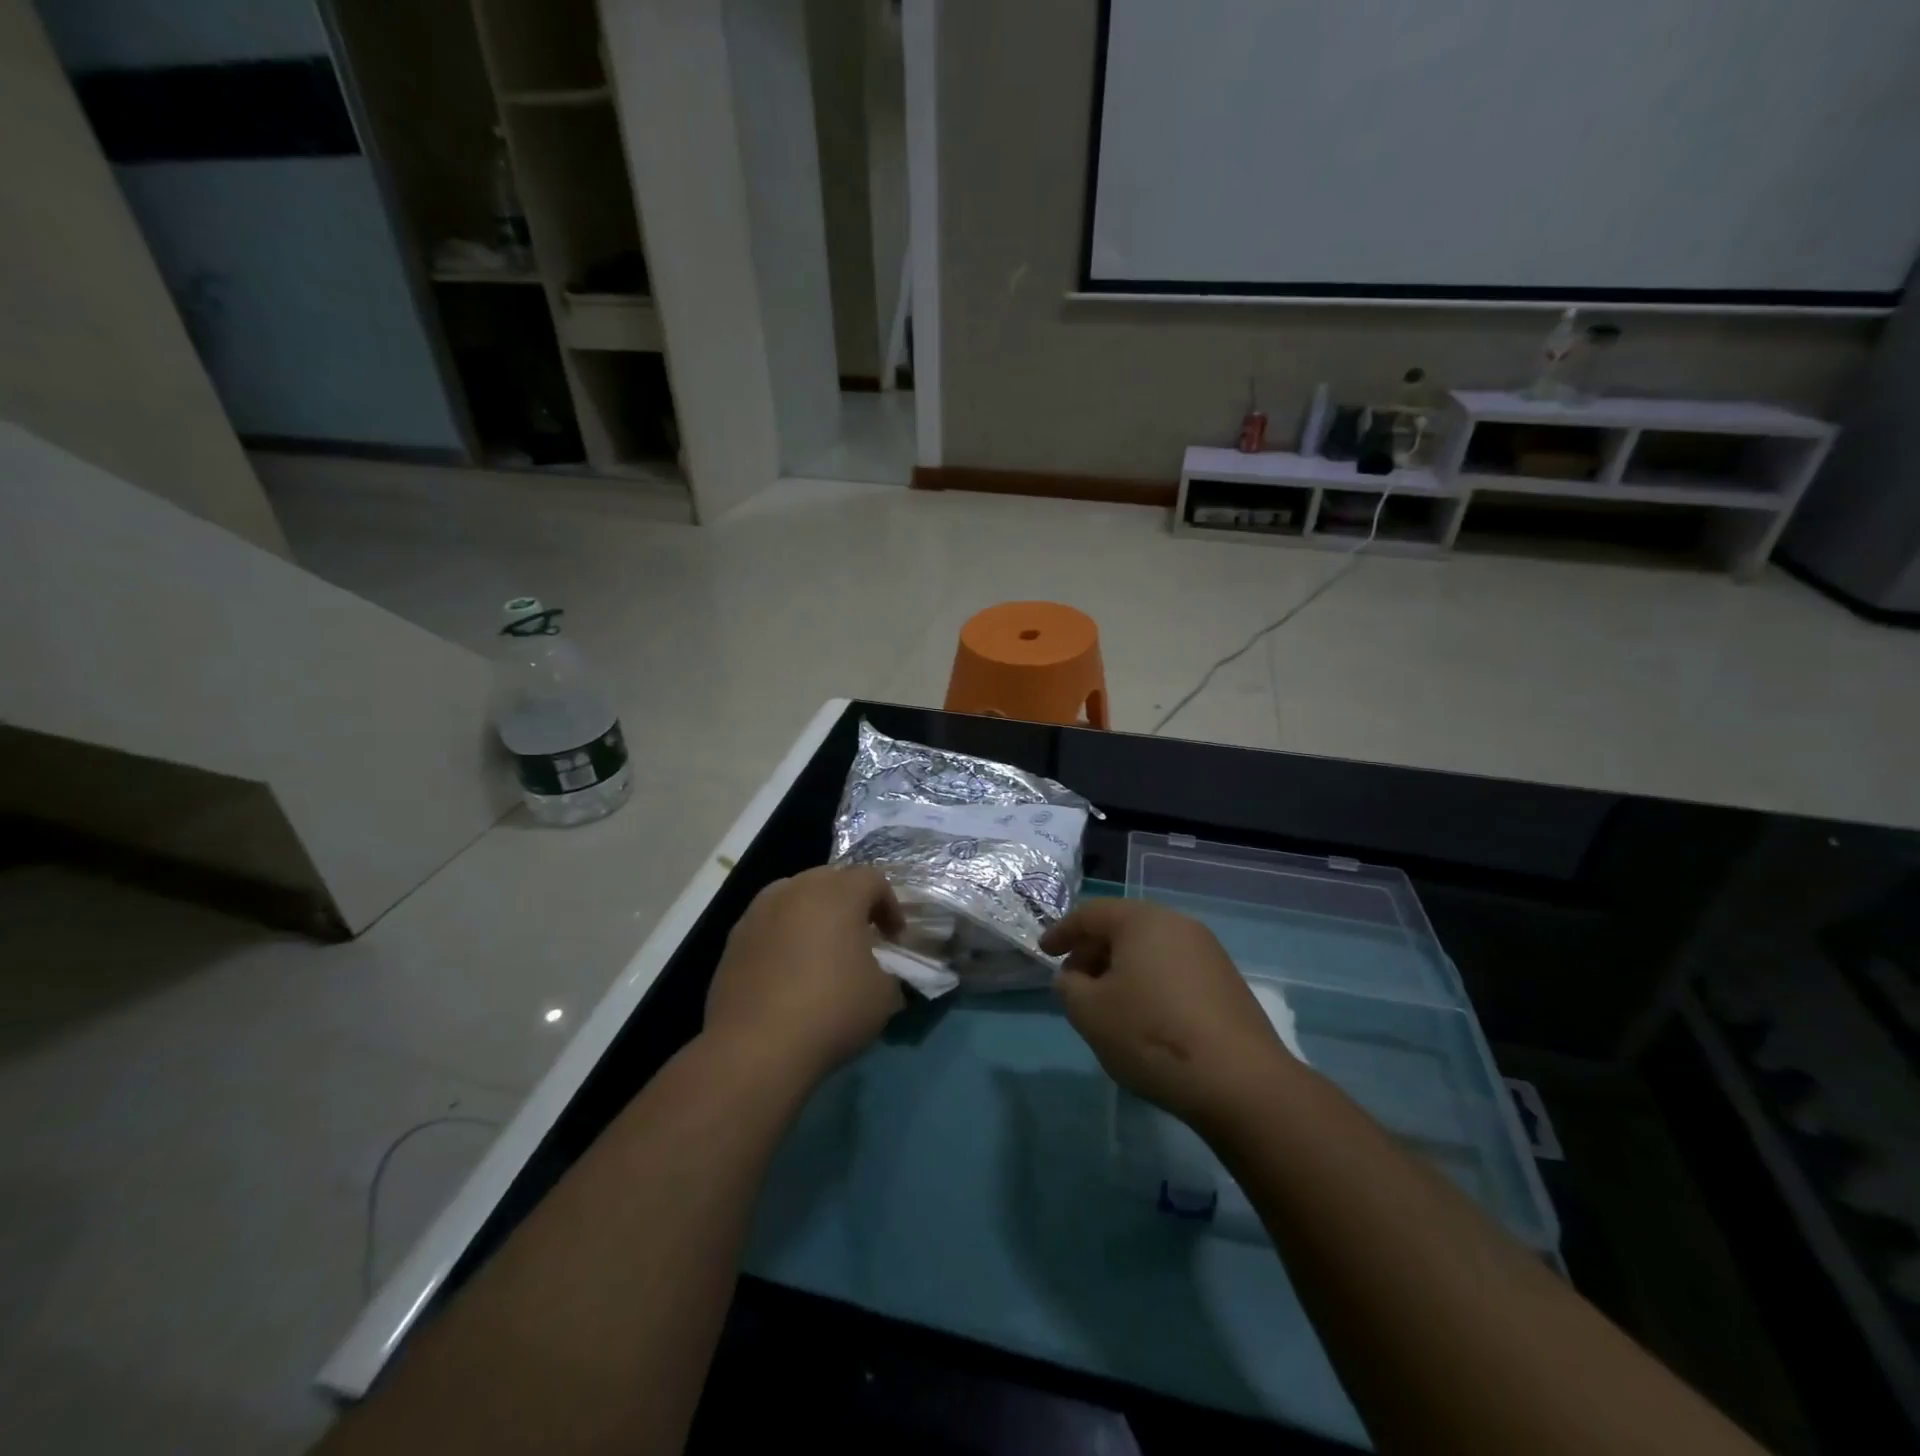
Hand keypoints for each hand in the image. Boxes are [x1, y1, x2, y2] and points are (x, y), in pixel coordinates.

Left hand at [704, 866, 905, 1086]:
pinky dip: (784, 937)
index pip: (872, 879)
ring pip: (794, 897)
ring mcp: (758, 913)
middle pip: (830, 879)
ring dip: (813, 915)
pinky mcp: (733, 940)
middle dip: (850, 902)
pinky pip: (769, 925)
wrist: (755, 1048)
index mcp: (837, 893)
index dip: (889, 905)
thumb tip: (878, 973)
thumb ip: (887, 971)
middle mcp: (795, 890)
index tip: (894, 938)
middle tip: (861, 935)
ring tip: (822, 949)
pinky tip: (789, 971)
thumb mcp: (883, 995)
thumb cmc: (831, 1010)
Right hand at [1042, 899, 1294, 1127]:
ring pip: (1150, 950)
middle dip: (1092, 952)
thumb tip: (1073, 978)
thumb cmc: (1151, 1034)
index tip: (1044, 953)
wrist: (1239, 1081)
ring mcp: (1208, 952)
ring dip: (1121, 969)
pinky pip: (1173, 969)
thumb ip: (1069, 987)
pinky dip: (1149, 982)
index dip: (1062, 932)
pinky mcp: (1226, 983)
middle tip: (1073, 982)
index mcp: (1142, 920)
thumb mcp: (1089, 1012)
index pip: (1091, 914)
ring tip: (1106, 1003)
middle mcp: (1178, 924)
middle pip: (1123, 927)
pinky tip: (1143, 1017)